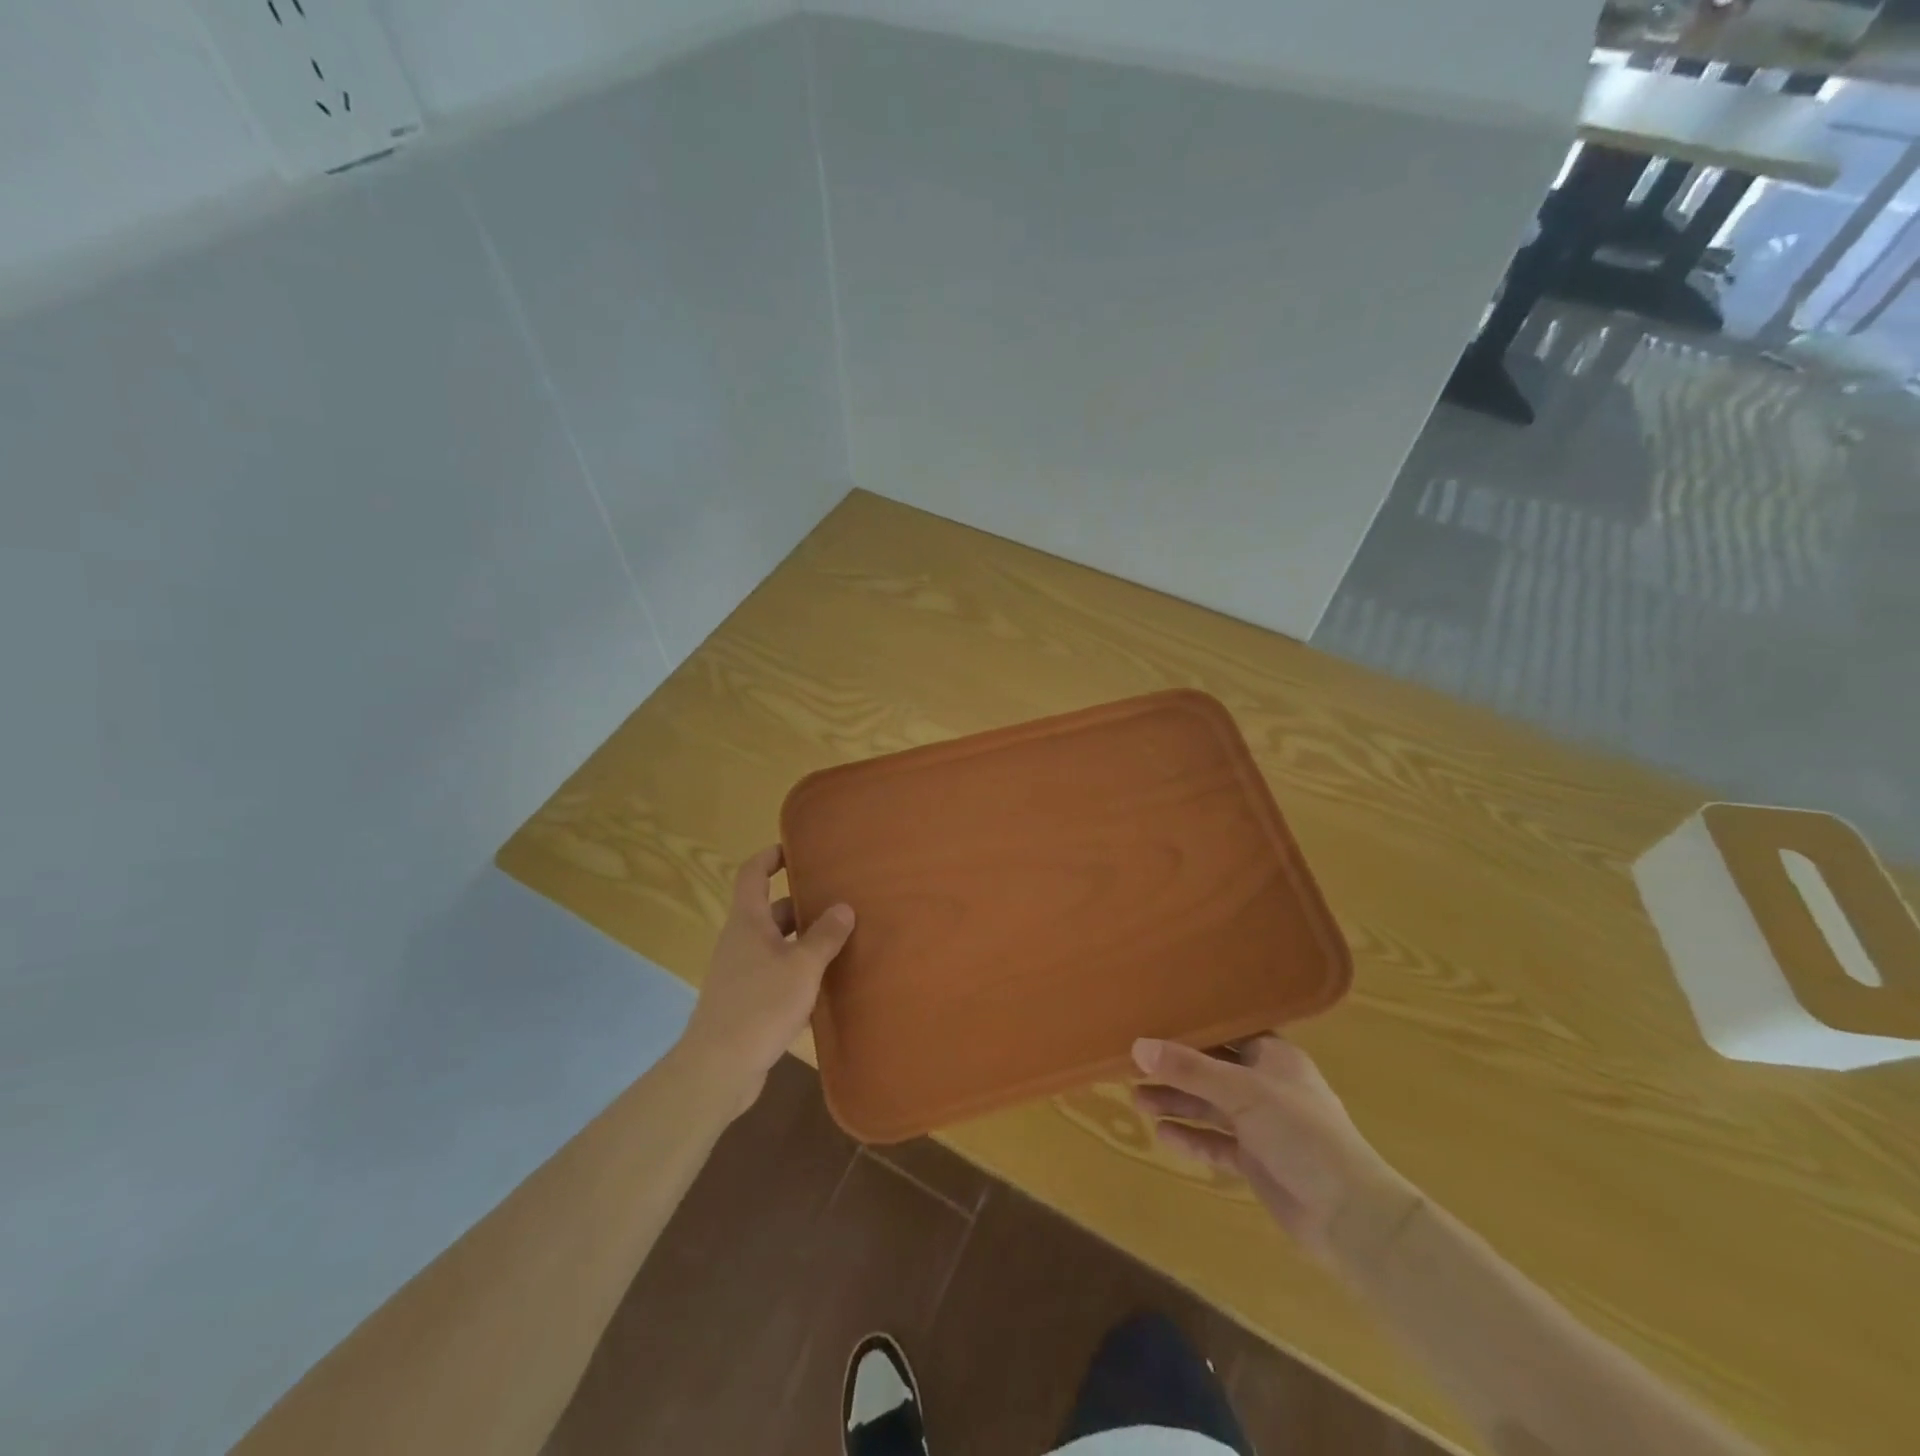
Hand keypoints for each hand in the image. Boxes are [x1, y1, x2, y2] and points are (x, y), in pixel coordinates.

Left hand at [677, 845, 854, 1114]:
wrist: (719, 1068)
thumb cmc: (760, 1005)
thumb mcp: (802, 966)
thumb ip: (825, 936)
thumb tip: (843, 907)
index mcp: (747, 922)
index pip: (752, 874)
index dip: (770, 856)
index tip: (795, 848)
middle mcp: (741, 941)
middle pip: (771, 910)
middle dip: (803, 904)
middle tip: (839, 899)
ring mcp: (741, 972)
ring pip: (777, 944)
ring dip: (804, 940)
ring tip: (842, 939)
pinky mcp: (747, 1001)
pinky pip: (777, 973)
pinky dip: (799, 971)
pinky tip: (827, 984)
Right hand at [1132, 1035, 1419, 1267]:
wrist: (1350, 1216)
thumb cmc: (1302, 1133)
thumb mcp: (1243, 1092)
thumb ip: (1190, 1069)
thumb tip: (1138, 1046)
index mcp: (1274, 1056)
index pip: (1227, 1032)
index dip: (1193, 1026)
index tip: (1153, 1019)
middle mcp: (1266, 1085)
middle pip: (1212, 1070)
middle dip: (1175, 1070)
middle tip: (1133, 1066)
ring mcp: (1261, 1125)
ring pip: (1210, 1106)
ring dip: (1177, 1103)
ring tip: (1137, 1100)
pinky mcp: (1256, 1161)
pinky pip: (1216, 1143)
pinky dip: (1192, 1138)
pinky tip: (1162, 1134)